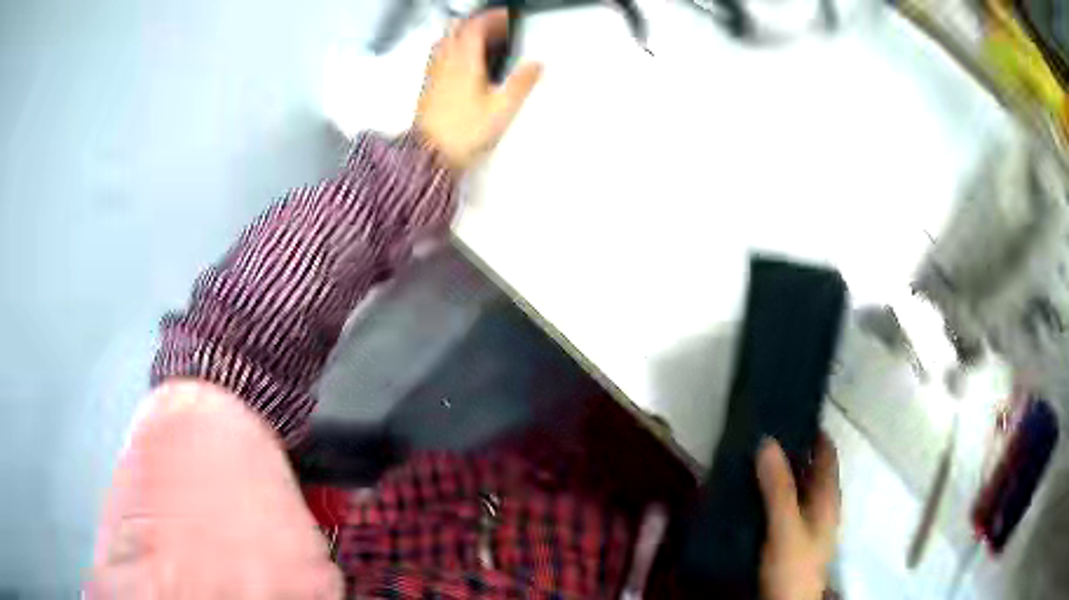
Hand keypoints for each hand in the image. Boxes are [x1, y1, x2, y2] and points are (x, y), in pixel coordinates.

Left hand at [416, 9, 542, 169]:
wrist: (431, 155)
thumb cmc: (462, 133)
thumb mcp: (503, 108)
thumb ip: (521, 82)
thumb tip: (535, 66)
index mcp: (465, 62)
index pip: (477, 27)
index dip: (492, 18)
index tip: (504, 16)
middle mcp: (446, 63)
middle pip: (458, 30)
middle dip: (477, 22)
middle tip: (493, 25)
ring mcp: (434, 74)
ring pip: (445, 41)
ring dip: (461, 34)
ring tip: (477, 38)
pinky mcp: (427, 87)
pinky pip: (438, 57)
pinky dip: (450, 49)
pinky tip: (458, 61)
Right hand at [757, 435, 839, 599]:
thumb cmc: (794, 566)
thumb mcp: (786, 527)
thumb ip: (779, 488)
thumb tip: (767, 441)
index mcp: (827, 497)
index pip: (826, 452)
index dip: (813, 430)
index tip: (788, 410)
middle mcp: (818, 505)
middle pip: (807, 468)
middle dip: (788, 449)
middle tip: (760, 429)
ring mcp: (802, 522)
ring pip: (791, 487)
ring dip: (774, 471)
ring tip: (747, 453)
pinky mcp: (784, 535)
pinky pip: (777, 504)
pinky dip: (765, 492)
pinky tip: (745, 489)